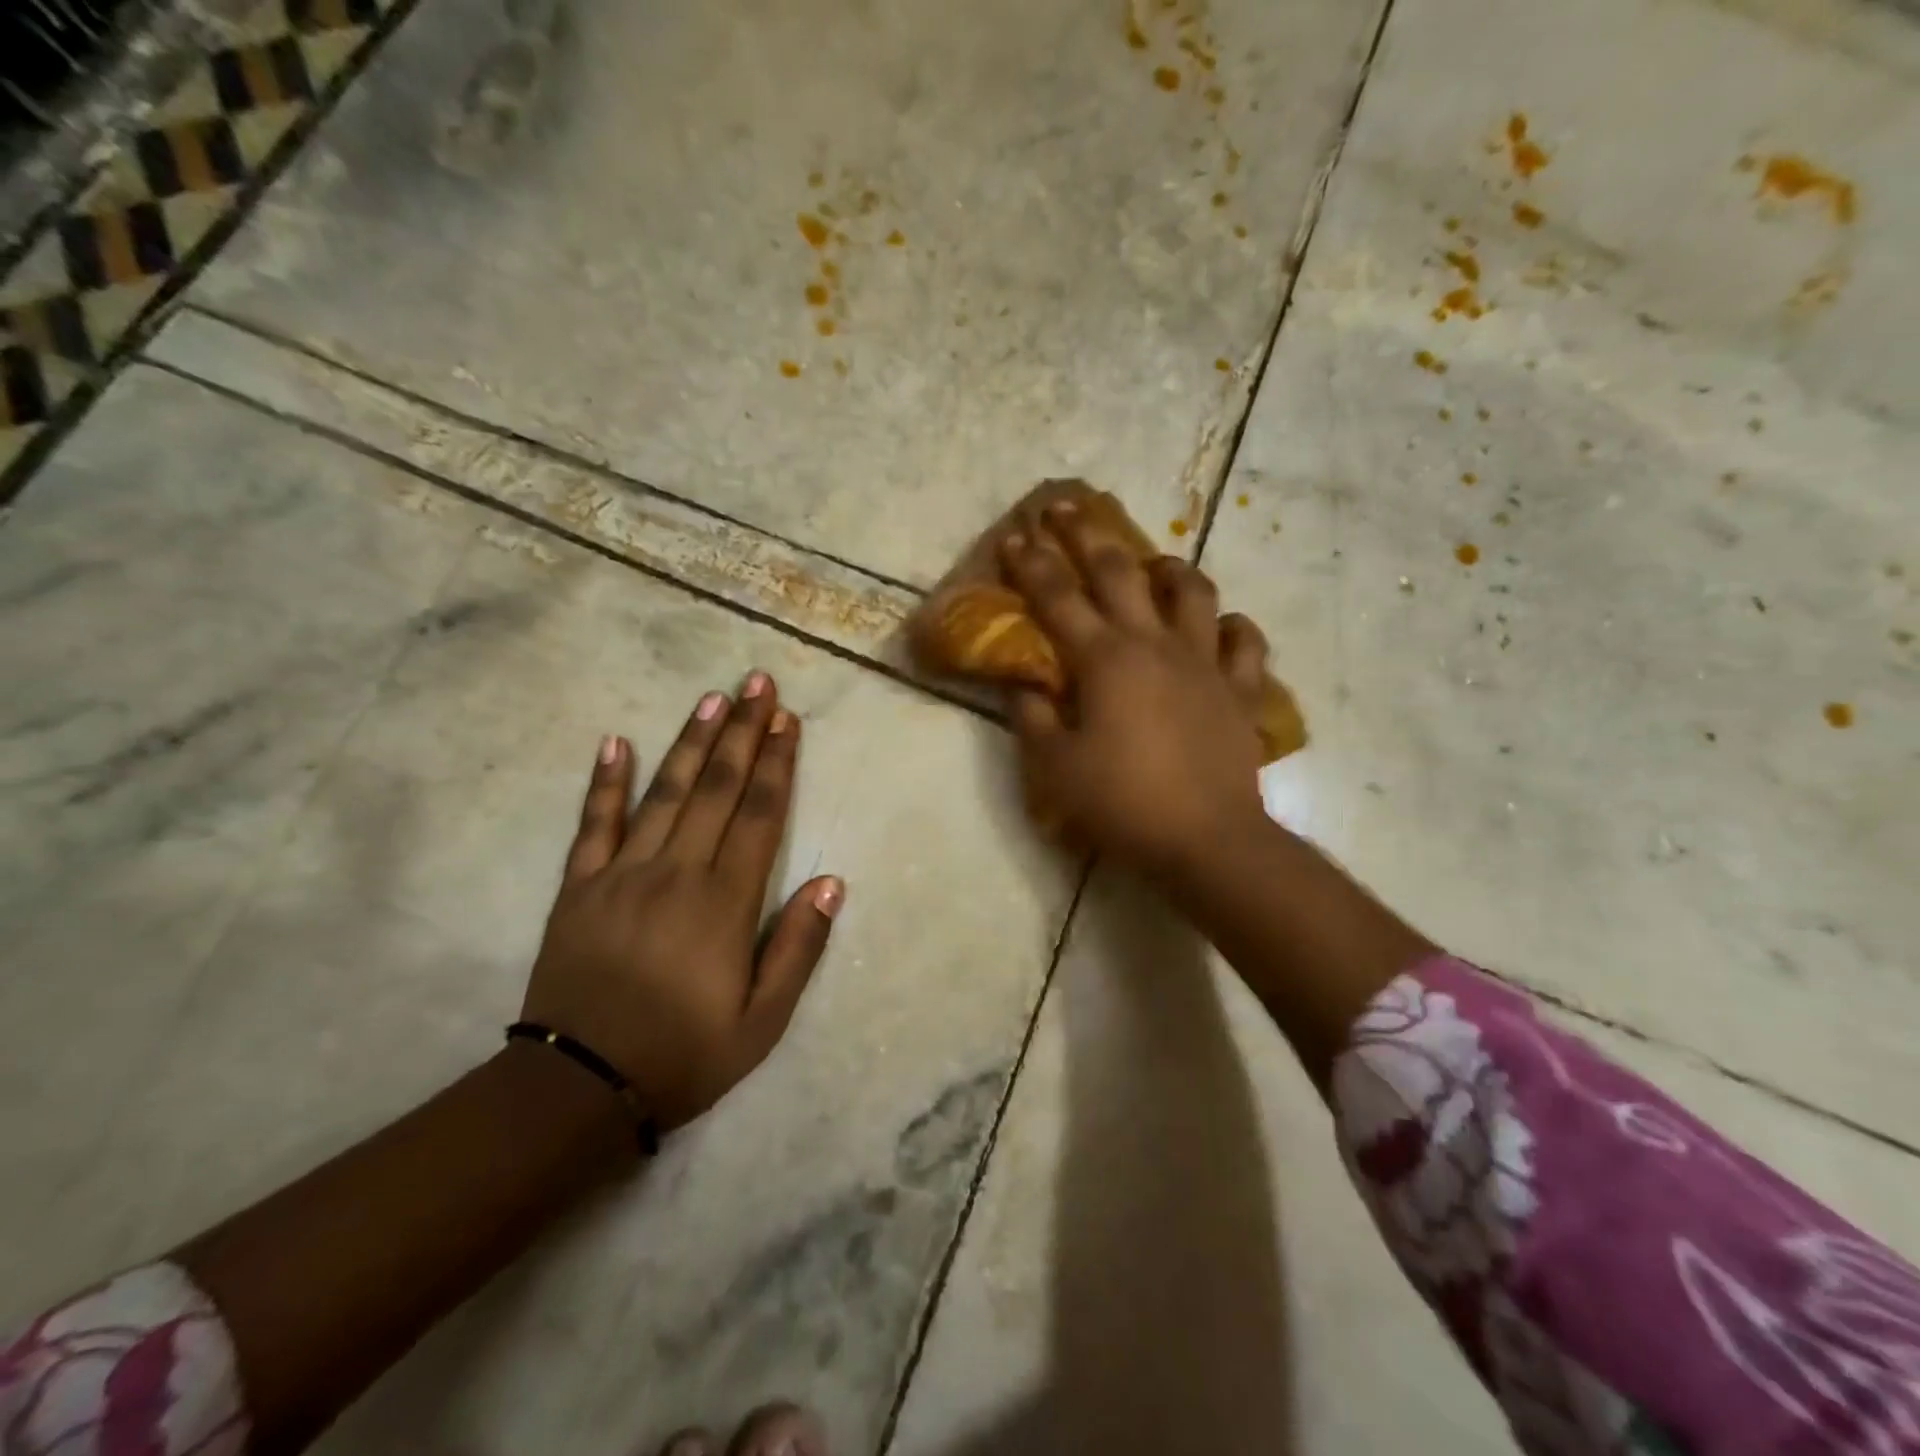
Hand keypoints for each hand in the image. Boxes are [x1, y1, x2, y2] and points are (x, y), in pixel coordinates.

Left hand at [522, 674, 843, 1130]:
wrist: (577, 1089)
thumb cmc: (683, 1054)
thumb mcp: (762, 1020)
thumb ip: (798, 946)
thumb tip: (831, 882)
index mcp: (725, 901)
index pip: (760, 814)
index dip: (777, 763)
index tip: (788, 720)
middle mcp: (677, 871)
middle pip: (718, 788)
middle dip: (742, 731)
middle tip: (757, 682)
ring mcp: (623, 873)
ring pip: (665, 792)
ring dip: (692, 742)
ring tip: (712, 697)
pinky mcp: (579, 887)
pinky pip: (593, 824)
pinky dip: (605, 782)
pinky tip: (616, 742)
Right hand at [1000, 504, 1269, 877]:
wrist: (1207, 840)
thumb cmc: (1123, 803)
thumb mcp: (1056, 768)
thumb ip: (1033, 719)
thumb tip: (1024, 686)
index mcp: (1104, 661)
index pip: (1057, 598)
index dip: (1031, 564)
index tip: (1014, 533)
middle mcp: (1154, 645)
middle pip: (1118, 572)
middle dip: (1086, 534)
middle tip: (1065, 507)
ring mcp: (1205, 662)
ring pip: (1192, 592)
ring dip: (1168, 567)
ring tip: (1153, 564)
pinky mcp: (1241, 689)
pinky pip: (1245, 643)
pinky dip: (1232, 627)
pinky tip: (1220, 627)